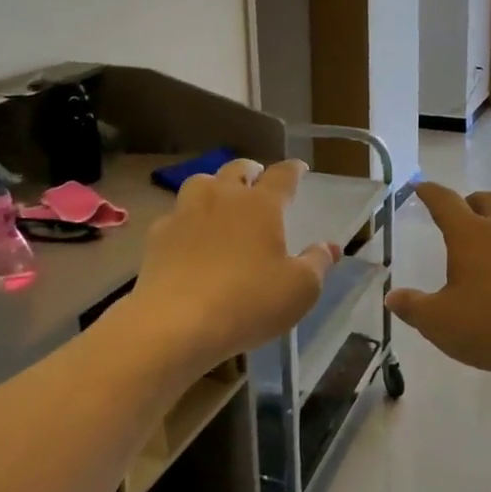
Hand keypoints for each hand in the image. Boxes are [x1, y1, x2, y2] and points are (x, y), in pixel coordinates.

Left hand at [128, 159, 339, 373]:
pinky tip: (190, 236)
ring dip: (215, 186)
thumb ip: (318, 263)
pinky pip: (176, 215)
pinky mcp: (159, 234)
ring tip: (221, 200)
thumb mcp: (299, 290)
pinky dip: (187, 219)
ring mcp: (186, 212)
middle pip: (238, 169)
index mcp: (262, 205)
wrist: (176, 322)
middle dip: (252, 171)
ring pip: (201, 182)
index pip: (282, 175)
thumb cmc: (248, 302)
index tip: (300, 169)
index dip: (294, 170)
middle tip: (258, 181)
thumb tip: (331, 246)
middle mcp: (223, 197)